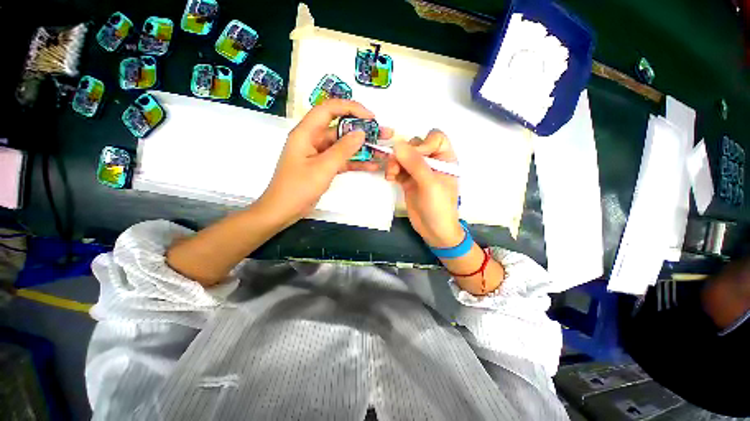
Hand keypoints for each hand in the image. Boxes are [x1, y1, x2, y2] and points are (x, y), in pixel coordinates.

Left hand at [258, 99, 391, 226]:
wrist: (283, 210)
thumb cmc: (298, 187)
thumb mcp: (323, 167)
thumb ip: (343, 149)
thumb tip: (361, 133)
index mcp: (306, 132)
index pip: (329, 109)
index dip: (351, 108)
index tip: (371, 117)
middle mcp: (313, 139)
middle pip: (341, 128)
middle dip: (363, 130)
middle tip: (384, 133)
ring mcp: (320, 154)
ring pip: (344, 146)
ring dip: (363, 148)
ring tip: (382, 150)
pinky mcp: (324, 167)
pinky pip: (342, 160)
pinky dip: (356, 162)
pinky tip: (372, 165)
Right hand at [385, 129, 463, 247]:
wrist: (434, 231)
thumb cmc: (439, 207)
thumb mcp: (430, 184)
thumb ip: (415, 163)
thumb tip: (397, 143)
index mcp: (445, 159)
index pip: (435, 138)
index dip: (423, 143)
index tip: (415, 156)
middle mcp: (432, 162)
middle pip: (415, 146)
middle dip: (404, 154)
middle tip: (396, 166)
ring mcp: (419, 172)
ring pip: (403, 157)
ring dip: (394, 163)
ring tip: (391, 175)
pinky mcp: (408, 181)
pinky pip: (398, 169)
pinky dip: (392, 171)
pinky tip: (389, 178)